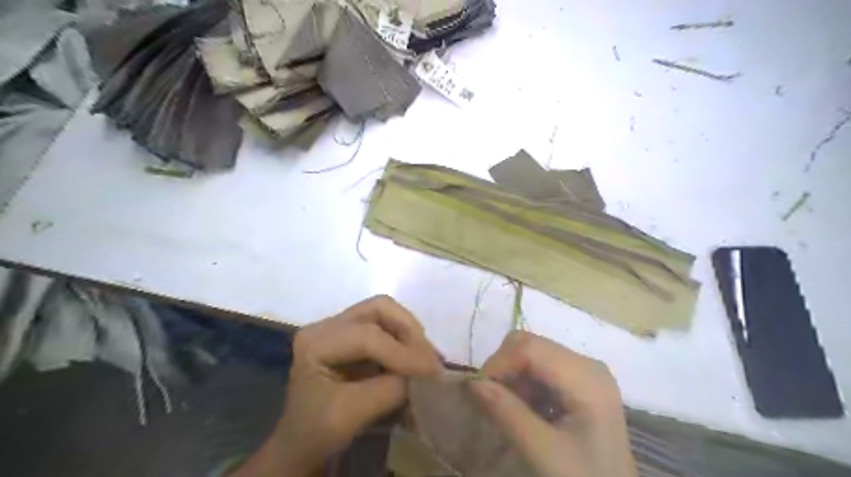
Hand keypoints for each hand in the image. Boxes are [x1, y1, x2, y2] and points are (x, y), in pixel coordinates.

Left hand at [233, 297, 441, 475]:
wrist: (302, 441)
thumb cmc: (317, 431)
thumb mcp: (351, 415)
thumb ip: (389, 389)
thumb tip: (422, 371)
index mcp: (315, 343)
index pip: (367, 337)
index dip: (403, 353)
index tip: (433, 372)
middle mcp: (326, 325)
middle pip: (378, 309)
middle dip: (409, 330)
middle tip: (429, 358)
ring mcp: (338, 326)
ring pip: (384, 311)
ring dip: (409, 332)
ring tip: (426, 357)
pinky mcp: (351, 333)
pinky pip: (385, 323)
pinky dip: (404, 337)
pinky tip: (416, 356)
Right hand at [469, 331, 634, 476]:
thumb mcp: (543, 452)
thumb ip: (507, 413)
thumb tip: (471, 382)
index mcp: (586, 377)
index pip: (530, 347)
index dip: (498, 363)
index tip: (478, 391)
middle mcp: (587, 364)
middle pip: (530, 344)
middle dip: (503, 367)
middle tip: (491, 400)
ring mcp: (584, 371)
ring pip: (531, 354)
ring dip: (512, 378)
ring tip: (509, 411)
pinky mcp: (579, 382)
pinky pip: (540, 368)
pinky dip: (523, 384)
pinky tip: (525, 410)